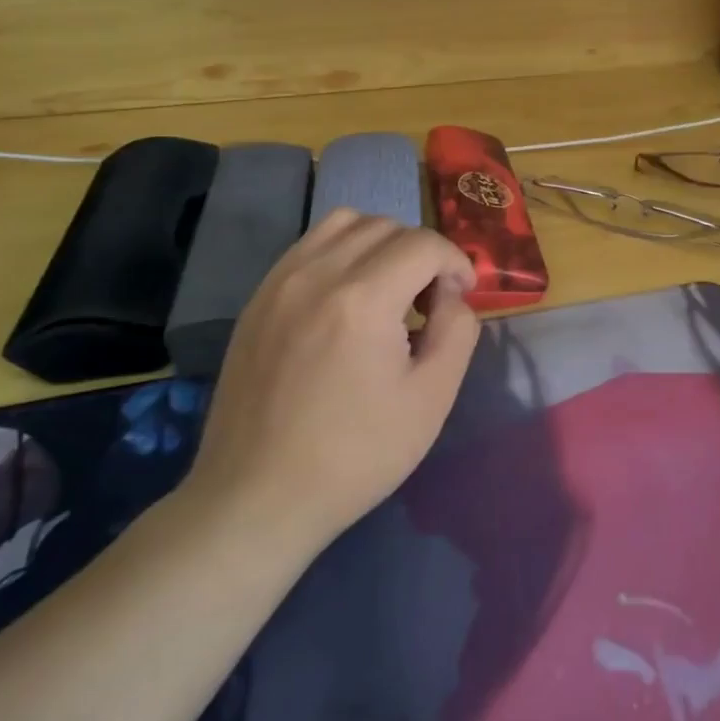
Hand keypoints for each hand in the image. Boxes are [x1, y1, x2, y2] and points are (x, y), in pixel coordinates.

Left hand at [182, 209, 480, 554]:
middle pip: (387, 226)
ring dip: (381, 242)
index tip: (461, 298)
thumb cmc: (355, 454)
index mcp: (363, 299)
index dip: (456, 263)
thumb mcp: (432, 399)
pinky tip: (347, 297)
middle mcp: (317, 274)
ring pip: (344, 223)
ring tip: (389, 288)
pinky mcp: (258, 298)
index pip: (424, 244)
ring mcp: (280, 282)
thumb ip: (458, 331)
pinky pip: (309, 245)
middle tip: (429, 300)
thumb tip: (454, 296)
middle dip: (422, 253)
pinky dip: (341, 252)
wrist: (258, 497)